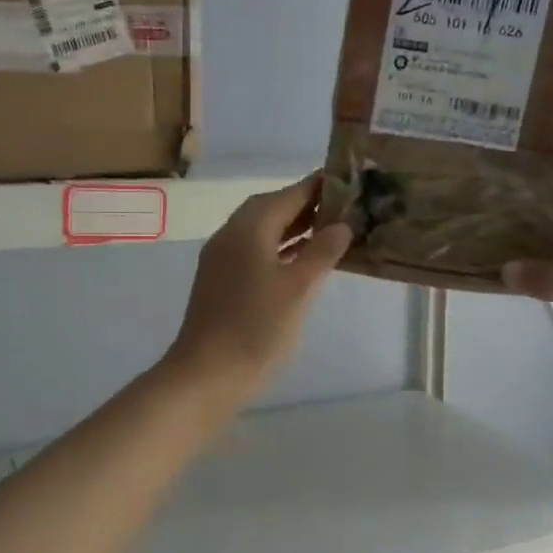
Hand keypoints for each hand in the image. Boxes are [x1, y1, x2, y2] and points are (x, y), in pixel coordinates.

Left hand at [165, 174, 351, 399]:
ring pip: (262, 231)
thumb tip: (341, 225)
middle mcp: (230, 235)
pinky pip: (255, 251)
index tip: (346, 178)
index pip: (288, 194)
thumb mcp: (298, 288)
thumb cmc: (256, 327)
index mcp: (248, 228)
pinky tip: (301, 261)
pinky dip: (280, 249)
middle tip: (342, 206)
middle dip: (305, 205)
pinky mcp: (220, 282)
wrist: (206, 374)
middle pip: (271, 208)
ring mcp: (221, 259)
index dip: (316, 186)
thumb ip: (322, 252)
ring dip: (293, 228)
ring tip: (329, 230)